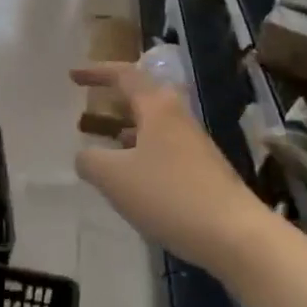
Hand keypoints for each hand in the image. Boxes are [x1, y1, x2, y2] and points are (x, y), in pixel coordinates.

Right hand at [71, 63, 269, 274]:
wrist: (234, 234)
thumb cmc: (169, 195)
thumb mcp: (115, 178)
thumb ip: (90, 161)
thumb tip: (84, 155)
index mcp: (157, 107)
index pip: (124, 75)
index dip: (96, 73)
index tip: (72, 76)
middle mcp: (178, 117)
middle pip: (143, 96)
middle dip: (115, 99)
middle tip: (90, 106)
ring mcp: (194, 143)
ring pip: (154, 125)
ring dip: (127, 128)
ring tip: (103, 142)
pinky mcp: (203, 169)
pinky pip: (164, 148)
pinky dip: (141, 152)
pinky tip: (132, 177)